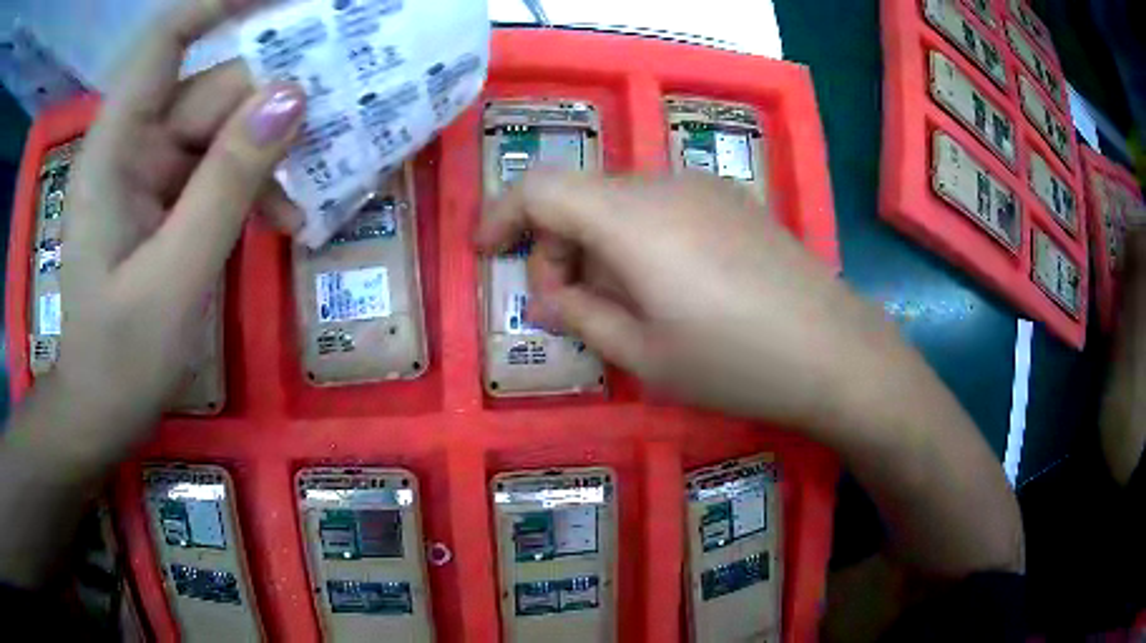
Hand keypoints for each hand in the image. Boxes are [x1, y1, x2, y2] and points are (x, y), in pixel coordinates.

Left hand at [46, 0, 304, 467]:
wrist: (101, 411)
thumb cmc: (121, 358)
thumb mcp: (175, 276)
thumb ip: (227, 183)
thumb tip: (292, 96)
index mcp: (116, 148)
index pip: (168, 41)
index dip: (223, 3)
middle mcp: (134, 144)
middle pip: (212, 89)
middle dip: (269, 107)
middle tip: (334, 126)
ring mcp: (152, 172)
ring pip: (223, 131)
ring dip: (268, 157)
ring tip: (304, 202)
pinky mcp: (167, 200)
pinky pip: (220, 168)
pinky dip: (254, 187)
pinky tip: (281, 221)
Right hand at [476, 172, 888, 426]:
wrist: (835, 351)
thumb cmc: (734, 363)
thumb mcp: (642, 354)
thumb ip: (580, 315)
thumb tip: (546, 296)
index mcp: (631, 218)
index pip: (539, 186)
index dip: (500, 214)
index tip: (486, 255)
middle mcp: (663, 184)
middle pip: (579, 193)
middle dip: (553, 243)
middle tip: (565, 304)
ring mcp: (704, 186)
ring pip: (620, 199)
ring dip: (596, 241)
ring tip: (619, 302)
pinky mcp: (732, 200)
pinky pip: (661, 204)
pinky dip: (636, 236)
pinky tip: (666, 284)